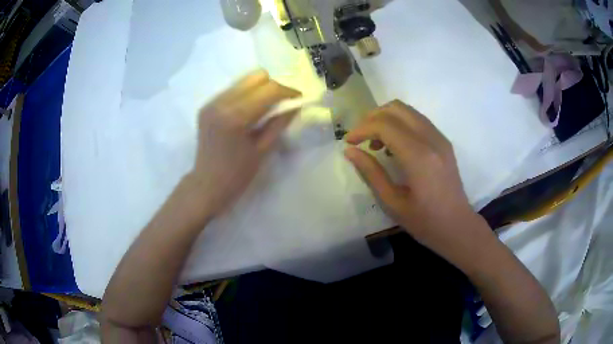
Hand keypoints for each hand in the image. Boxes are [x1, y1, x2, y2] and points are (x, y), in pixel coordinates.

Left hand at [186, 70, 299, 215]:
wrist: (206, 185)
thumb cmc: (236, 175)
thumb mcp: (262, 151)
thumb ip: (279, 124)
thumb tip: (295, 106)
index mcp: (235, 116)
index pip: (269, 90)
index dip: (288, 91)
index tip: (299, 99)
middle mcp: (221, 102)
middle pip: (256, 77)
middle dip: (274, 86)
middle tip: (283, 103)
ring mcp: (212, 102)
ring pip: (244, 80)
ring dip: (260, 89)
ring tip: (268, 106)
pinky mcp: (207, 106)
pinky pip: (233, 90)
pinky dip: (247, 95)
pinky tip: (250, 111)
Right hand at [344, 100, 483, 252]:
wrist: (457, 226)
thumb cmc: (424, 222)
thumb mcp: (392, 202)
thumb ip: (371, 173)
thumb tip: (350, 151)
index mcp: (419, 157)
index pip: (385, 125)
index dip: (362, 129)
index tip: (349, 142)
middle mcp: (431, 139)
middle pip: (397, 108)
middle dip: (373, 117)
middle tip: (360, 137)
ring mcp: (440, 138)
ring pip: (408, 111)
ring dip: (387, 119)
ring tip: (376, 143)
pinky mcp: (444, 142)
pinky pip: (418, 120)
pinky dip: (400, 124)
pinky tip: (394, 146)